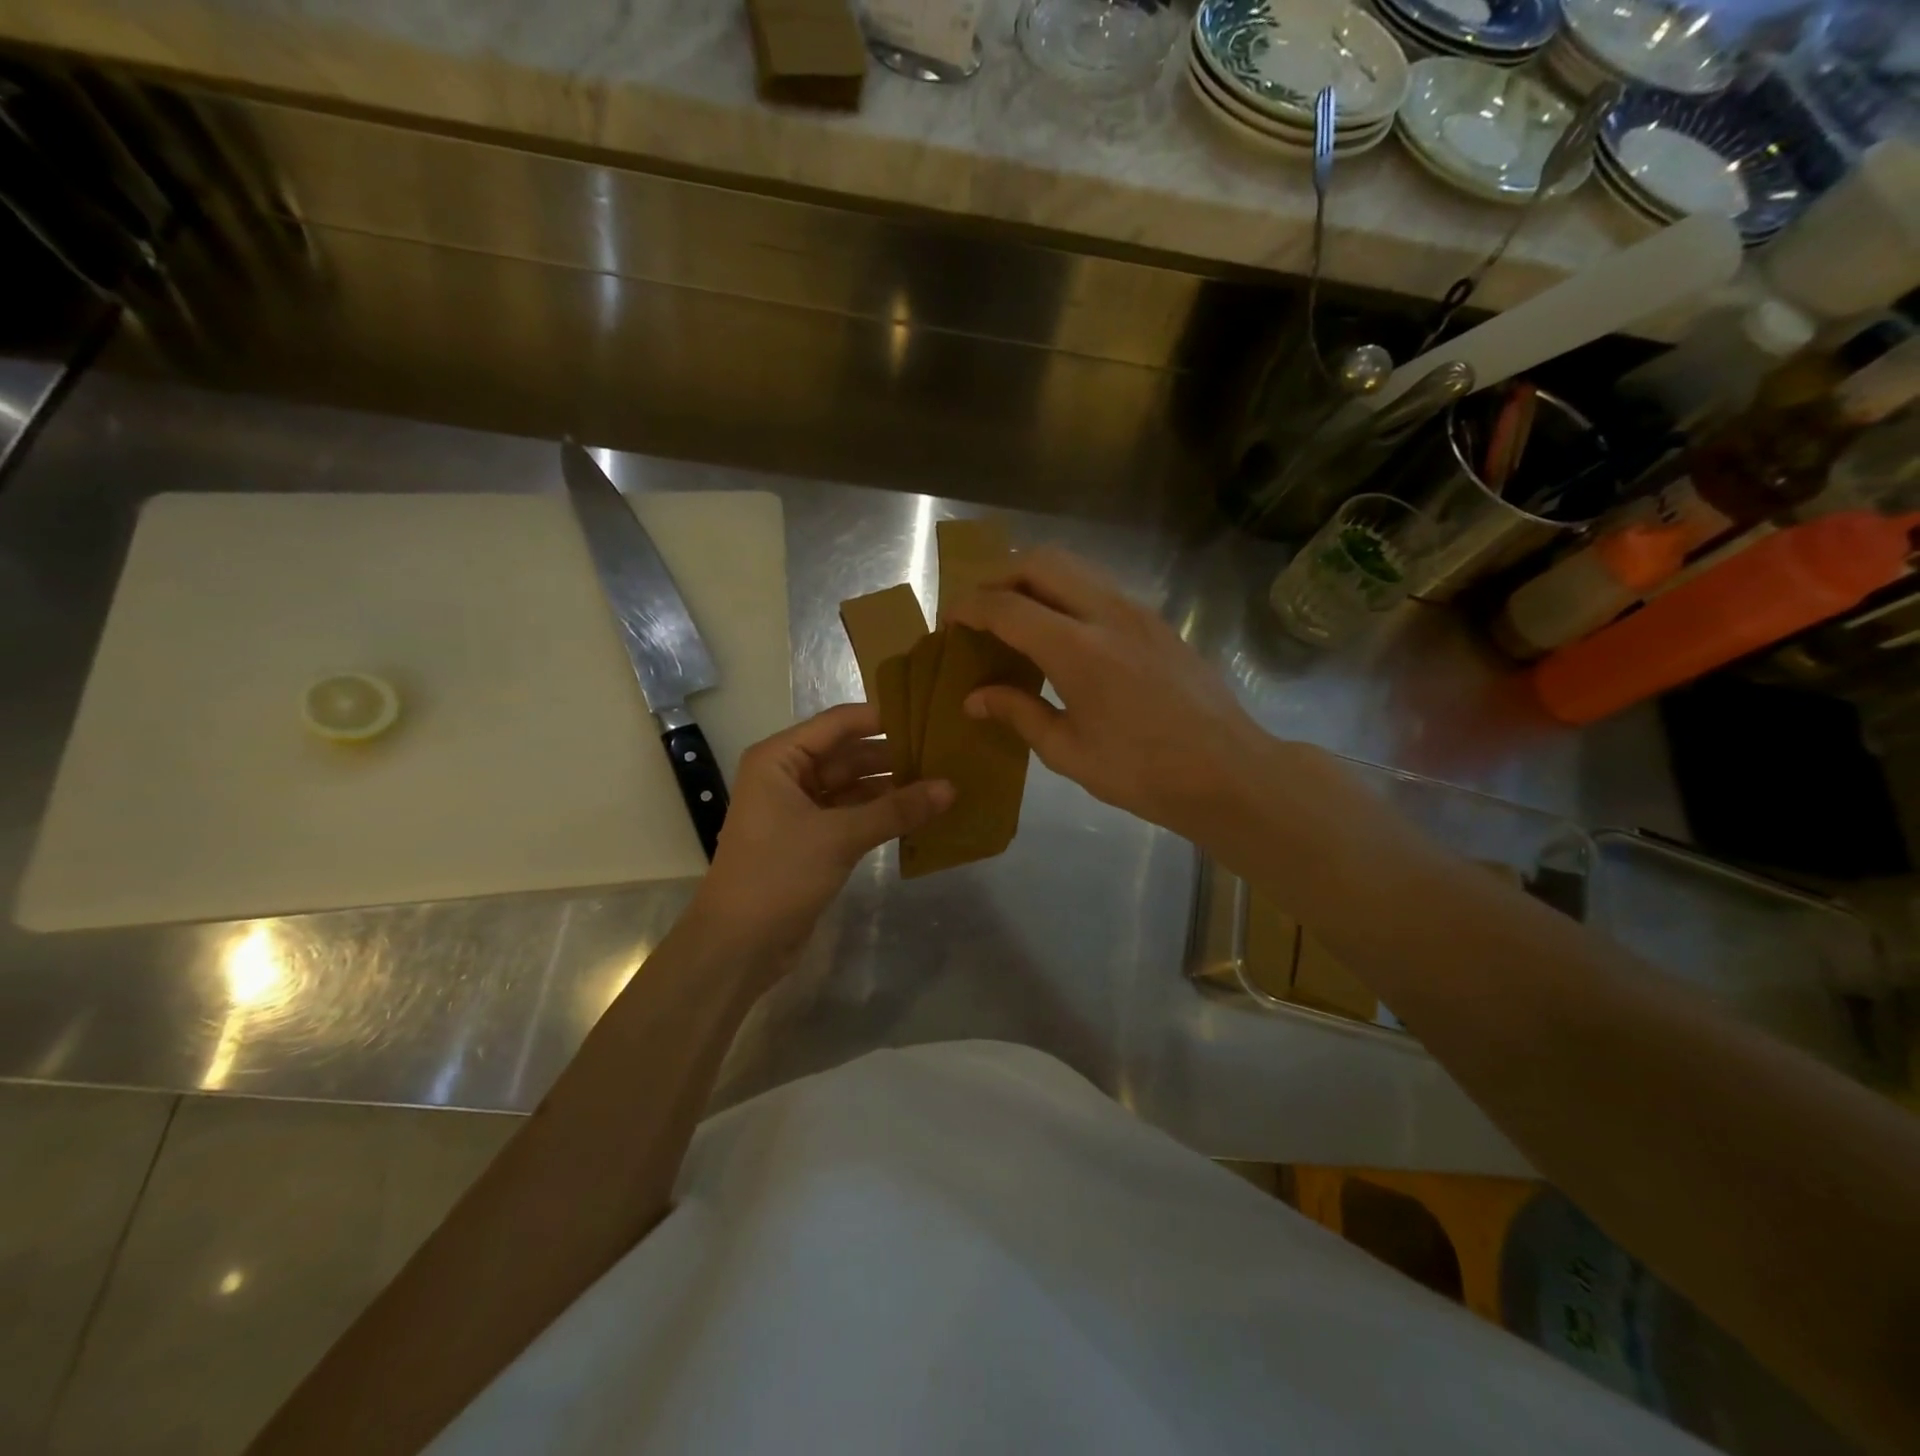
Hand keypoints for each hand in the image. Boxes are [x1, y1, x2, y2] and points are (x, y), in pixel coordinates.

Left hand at [687, 704, 952, 963]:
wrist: (738, 945)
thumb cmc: (778, 875)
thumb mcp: (839, 837)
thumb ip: (896, 810)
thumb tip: (951, 787)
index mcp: (780, 758)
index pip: (839, 723)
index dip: (883, 718)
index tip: (930, 717)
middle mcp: (787, 775)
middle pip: (848, 754)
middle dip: (893, 756)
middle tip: (945, 753)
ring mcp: (798, 808)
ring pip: (852, 786)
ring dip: (890, 787)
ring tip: (940, 782)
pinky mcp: (810, 839)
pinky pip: (850, 814)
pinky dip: (879, 813)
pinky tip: (917, 814)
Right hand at [948, 549, 1270, 845]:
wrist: (1228, 771)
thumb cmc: (1143, 772)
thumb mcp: (1068, 752)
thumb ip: (1018, 714)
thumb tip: (975, 697)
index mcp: (1078, 649)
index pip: (1007, 606)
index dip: (969, 607)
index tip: (949, 620)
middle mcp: (1107, 613)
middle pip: (1041, 562)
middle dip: (999, 575)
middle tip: (979, 609)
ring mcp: (1138, 611)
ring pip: (1074, 566)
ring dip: (1035, 578)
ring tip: (1015, 615)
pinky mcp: (1157, 620)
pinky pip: (1099, 586)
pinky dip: (1066, 591)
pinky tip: (1060, 631)